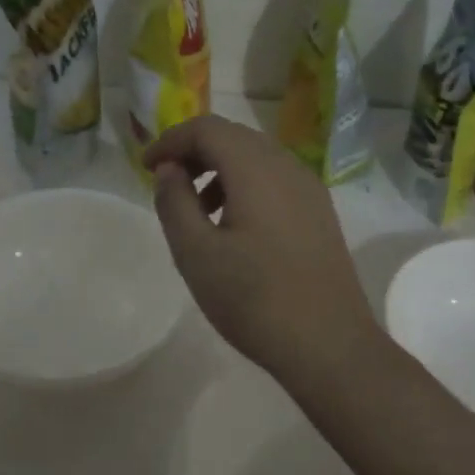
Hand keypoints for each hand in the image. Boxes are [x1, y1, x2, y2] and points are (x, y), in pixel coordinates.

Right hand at [145, 115, 381, 385]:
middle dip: (195, 151)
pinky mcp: (319, 213)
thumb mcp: (196, 253)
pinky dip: (245, 185)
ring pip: (256, 158)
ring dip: (220, 169)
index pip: (207, 128)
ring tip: (197, 210)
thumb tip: (169, 169)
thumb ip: (175, 202)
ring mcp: (310, 189)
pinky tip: (233, 226)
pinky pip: (275, 180)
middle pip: (234, 137)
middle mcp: (288, 166)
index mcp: (256, 169)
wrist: (328, 345)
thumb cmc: (254, 299)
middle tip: (167, 183)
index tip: (146, 168)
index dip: (171, 140)